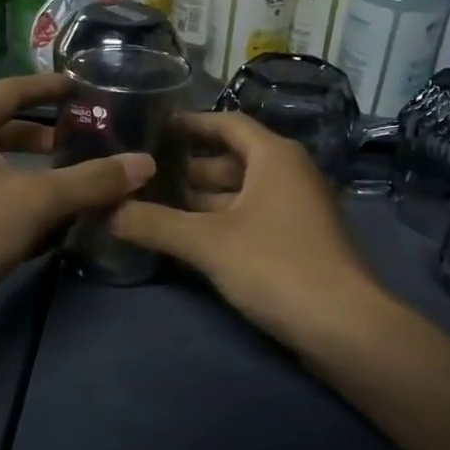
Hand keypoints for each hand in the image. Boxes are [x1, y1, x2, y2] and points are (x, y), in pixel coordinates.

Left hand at [0, 73, 154, 313]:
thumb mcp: (39, 199)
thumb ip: (93, 181)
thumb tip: (145, 163)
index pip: (11, 91)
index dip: (48, 86)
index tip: (81, 86)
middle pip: (8, 133)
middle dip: (49, 138)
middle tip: (91, 140)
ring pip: (6, 173)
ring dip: (43, 177)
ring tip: (86, 183)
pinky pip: (0, 205)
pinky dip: (30, 208)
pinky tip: (61, 226)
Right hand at [110, 111, 381, 350]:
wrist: (344, 327)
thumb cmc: (276, 266)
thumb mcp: (207, 242)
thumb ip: (155, 223)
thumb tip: (106, 211)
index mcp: (274, 156)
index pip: (227, 123)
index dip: (190, 123)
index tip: (153, 127)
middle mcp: (288, 174)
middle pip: (231, 160)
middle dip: (187, 168)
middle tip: (141, 174)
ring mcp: (295, 209)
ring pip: (239, 194)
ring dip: (200, 199)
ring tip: (153, 205)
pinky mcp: (296, 242)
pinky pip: (250, 219)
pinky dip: (219, 222)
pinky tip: (187, 237)